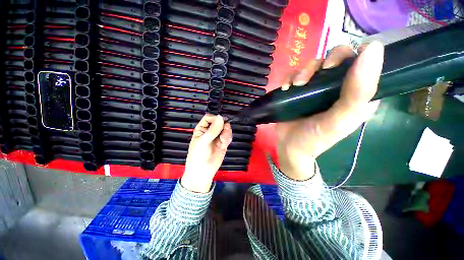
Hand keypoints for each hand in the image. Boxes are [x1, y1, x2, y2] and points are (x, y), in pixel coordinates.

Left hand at [181, 114, 231, 192]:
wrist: (203, 171)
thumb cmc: (198, 155)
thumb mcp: (204, 141)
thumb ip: (213, 129)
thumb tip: (221, 117)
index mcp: (202, 129)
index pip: (210, 118)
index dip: (216, 118)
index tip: (221, 121)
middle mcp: (210, 131)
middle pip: (220, 122)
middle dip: (223, 126)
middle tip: (224, 132)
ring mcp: (217, 137)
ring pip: (226, 129)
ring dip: (226, 134)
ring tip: (223, 141)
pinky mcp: (223, 142)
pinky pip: (228, 136)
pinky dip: (228, 139)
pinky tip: (224, 145)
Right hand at [277, 42, 383, 179]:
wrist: (290, 146)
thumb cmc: (316, 137)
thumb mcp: (341, 119)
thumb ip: (359, 90)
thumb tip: (373, 47)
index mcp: (357, 93)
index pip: (365, 62)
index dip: (354, 56)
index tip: (336, 66)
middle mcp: (338, 87)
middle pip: (336, 58)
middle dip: (323, 63)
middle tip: (313, 77)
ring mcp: (316, 88)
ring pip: (313, 64)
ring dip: (302, 72)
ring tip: (295, 86)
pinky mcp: (299, 91)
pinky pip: (295, 74)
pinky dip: (289, 78)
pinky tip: (286, 88)